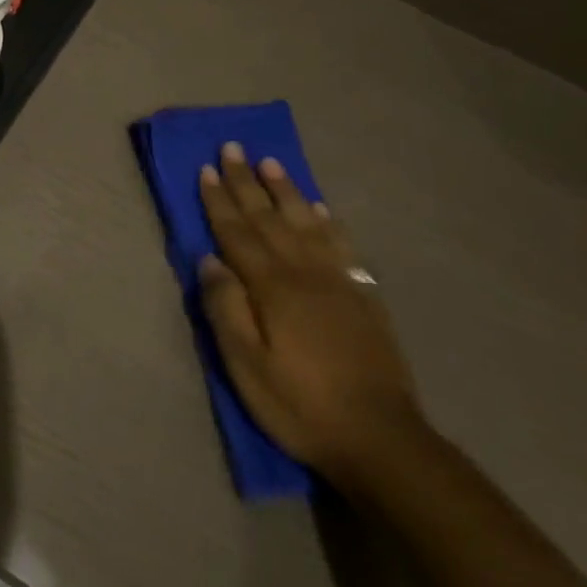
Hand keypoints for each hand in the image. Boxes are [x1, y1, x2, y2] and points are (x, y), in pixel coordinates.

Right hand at [196, 145, 420, 480]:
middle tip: (232, 148)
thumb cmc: (300, 404)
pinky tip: (320, 208)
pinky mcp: (363, 297)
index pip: (237, 233)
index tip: (205, 168)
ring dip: (286, 190)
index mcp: (272, 287)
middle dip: (247, 182)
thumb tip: (209, 260)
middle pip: (269, 218)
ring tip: (271, 162)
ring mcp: (338, 281)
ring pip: (307, 222)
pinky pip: (342, 245)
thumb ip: (226, 308)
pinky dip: (327, 221)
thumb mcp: (246, 366)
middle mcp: (304, 272)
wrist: (381, 439)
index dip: (218, 200)